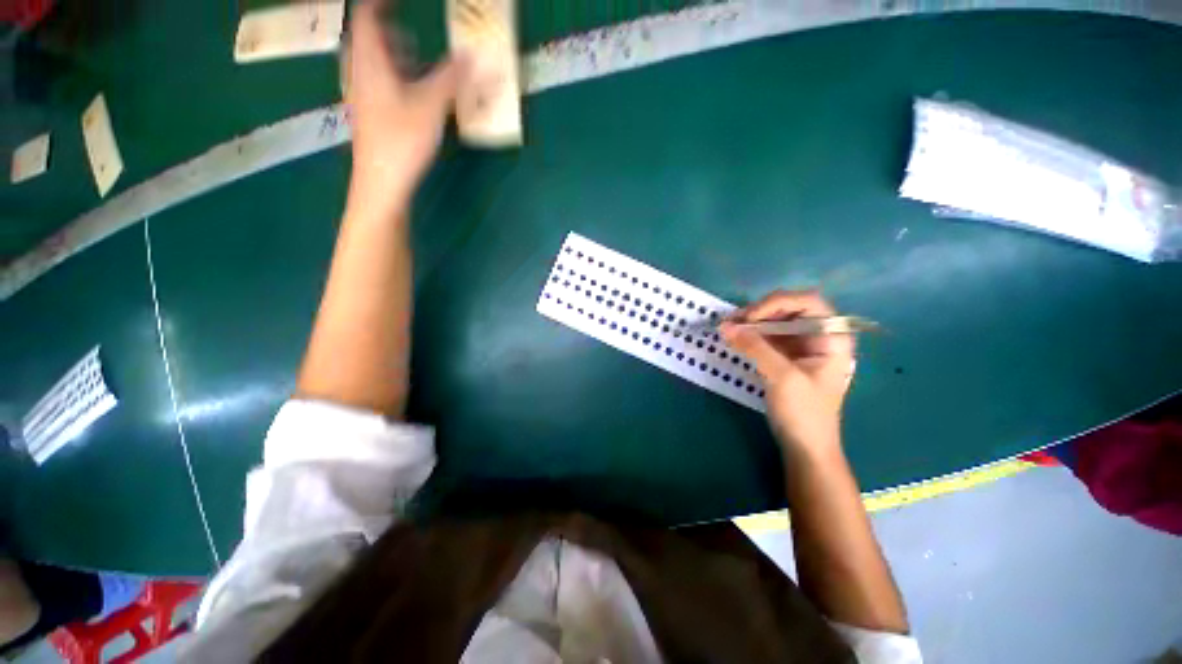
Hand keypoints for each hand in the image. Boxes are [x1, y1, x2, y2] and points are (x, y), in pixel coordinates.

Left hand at [345, 0, 465, 212]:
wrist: (381, 184)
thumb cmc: (401, 142)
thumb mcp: (431, 107)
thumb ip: (452, 79)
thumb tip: (475, 55)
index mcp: (370, 62)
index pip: (367, 17)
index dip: (381, 3)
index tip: (398, 0)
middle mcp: (360, 74)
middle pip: (366, 40)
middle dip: (387, 31)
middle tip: (409, 34)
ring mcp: (362, 97)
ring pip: (371, 64)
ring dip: (391, 55)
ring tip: (414, 61)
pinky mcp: (369, 117)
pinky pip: (376, 84)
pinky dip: (392, 78)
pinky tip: (411, 95)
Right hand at [720, 290, 854, 456]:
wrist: (805, 446)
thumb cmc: (804, 413)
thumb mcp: (781, 377)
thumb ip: (754, 347)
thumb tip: (725, 326)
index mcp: (832, 337)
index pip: (808, 302)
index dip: (778, 302)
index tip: (750, 317)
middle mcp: (818, 336)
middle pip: (789, 308)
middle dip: (760, 312)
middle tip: (733, 321)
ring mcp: (801, 346)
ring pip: (775, 321)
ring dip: (751, 322)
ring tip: (728, 327)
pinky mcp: (786, 356)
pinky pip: (767, 336)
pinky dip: (750, 334)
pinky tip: (734, 337)